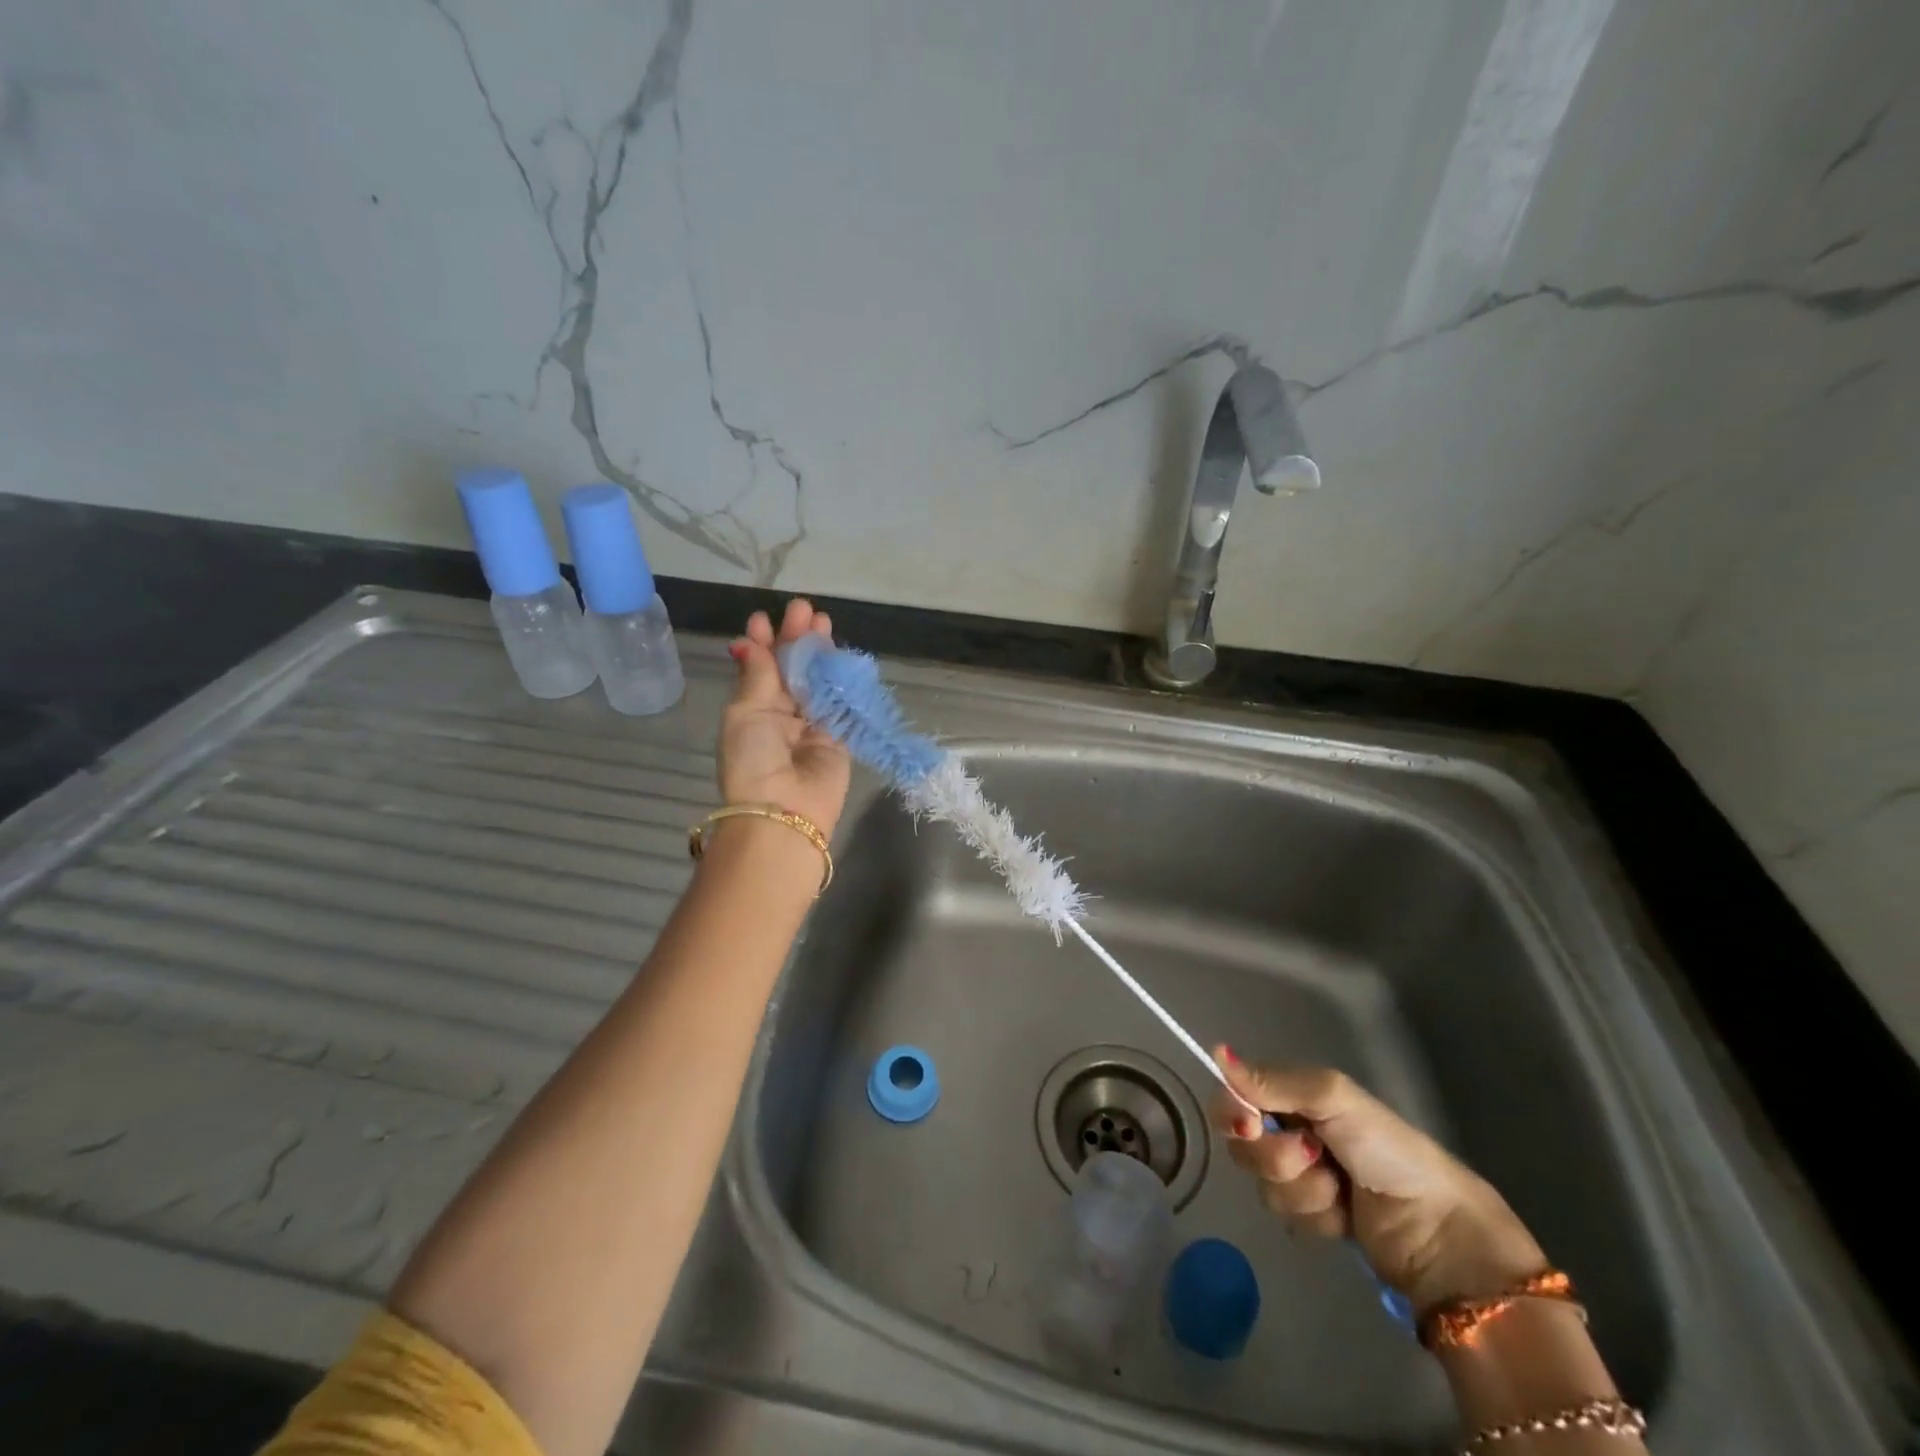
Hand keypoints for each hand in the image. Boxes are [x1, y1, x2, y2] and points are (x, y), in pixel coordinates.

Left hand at [718, 599, 852, 838]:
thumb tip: (749, 642)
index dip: (763, 643)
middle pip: (792, 669)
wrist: (784, 811)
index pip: (759, 668)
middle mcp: (781, 714)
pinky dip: (842, 679)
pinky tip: (843, 656)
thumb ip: (758, 675)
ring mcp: (812, 725)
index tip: (765, 618)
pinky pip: (841, 702)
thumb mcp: (746, 712)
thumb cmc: (753, 759)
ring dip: (821, 653)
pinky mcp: (839, 737)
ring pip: (818, 681)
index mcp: (752, 709)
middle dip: (796, 640)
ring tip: (824, 623)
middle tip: (805, 610)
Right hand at [1210, 1048, 1545, 1312]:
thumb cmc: (1387, 1150)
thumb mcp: (1334, 1099)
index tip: (1251, 1123)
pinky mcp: (1313, 1220)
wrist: (1439, 1231)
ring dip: (1302, 1191)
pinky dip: (1315, 1219)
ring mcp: (1302, 1178)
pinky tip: (1344, 1219)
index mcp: (1295, 1096)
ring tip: (1339, 1192)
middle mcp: (1291, 1131)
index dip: (1234, 1110)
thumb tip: (1215, 1051)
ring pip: (1263, 1185)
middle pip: (1242, 1144)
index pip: (1235, 1095)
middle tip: (1315, 1157)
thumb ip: (1274, 1081)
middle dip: (1276, 1156)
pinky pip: (1286, 1219)